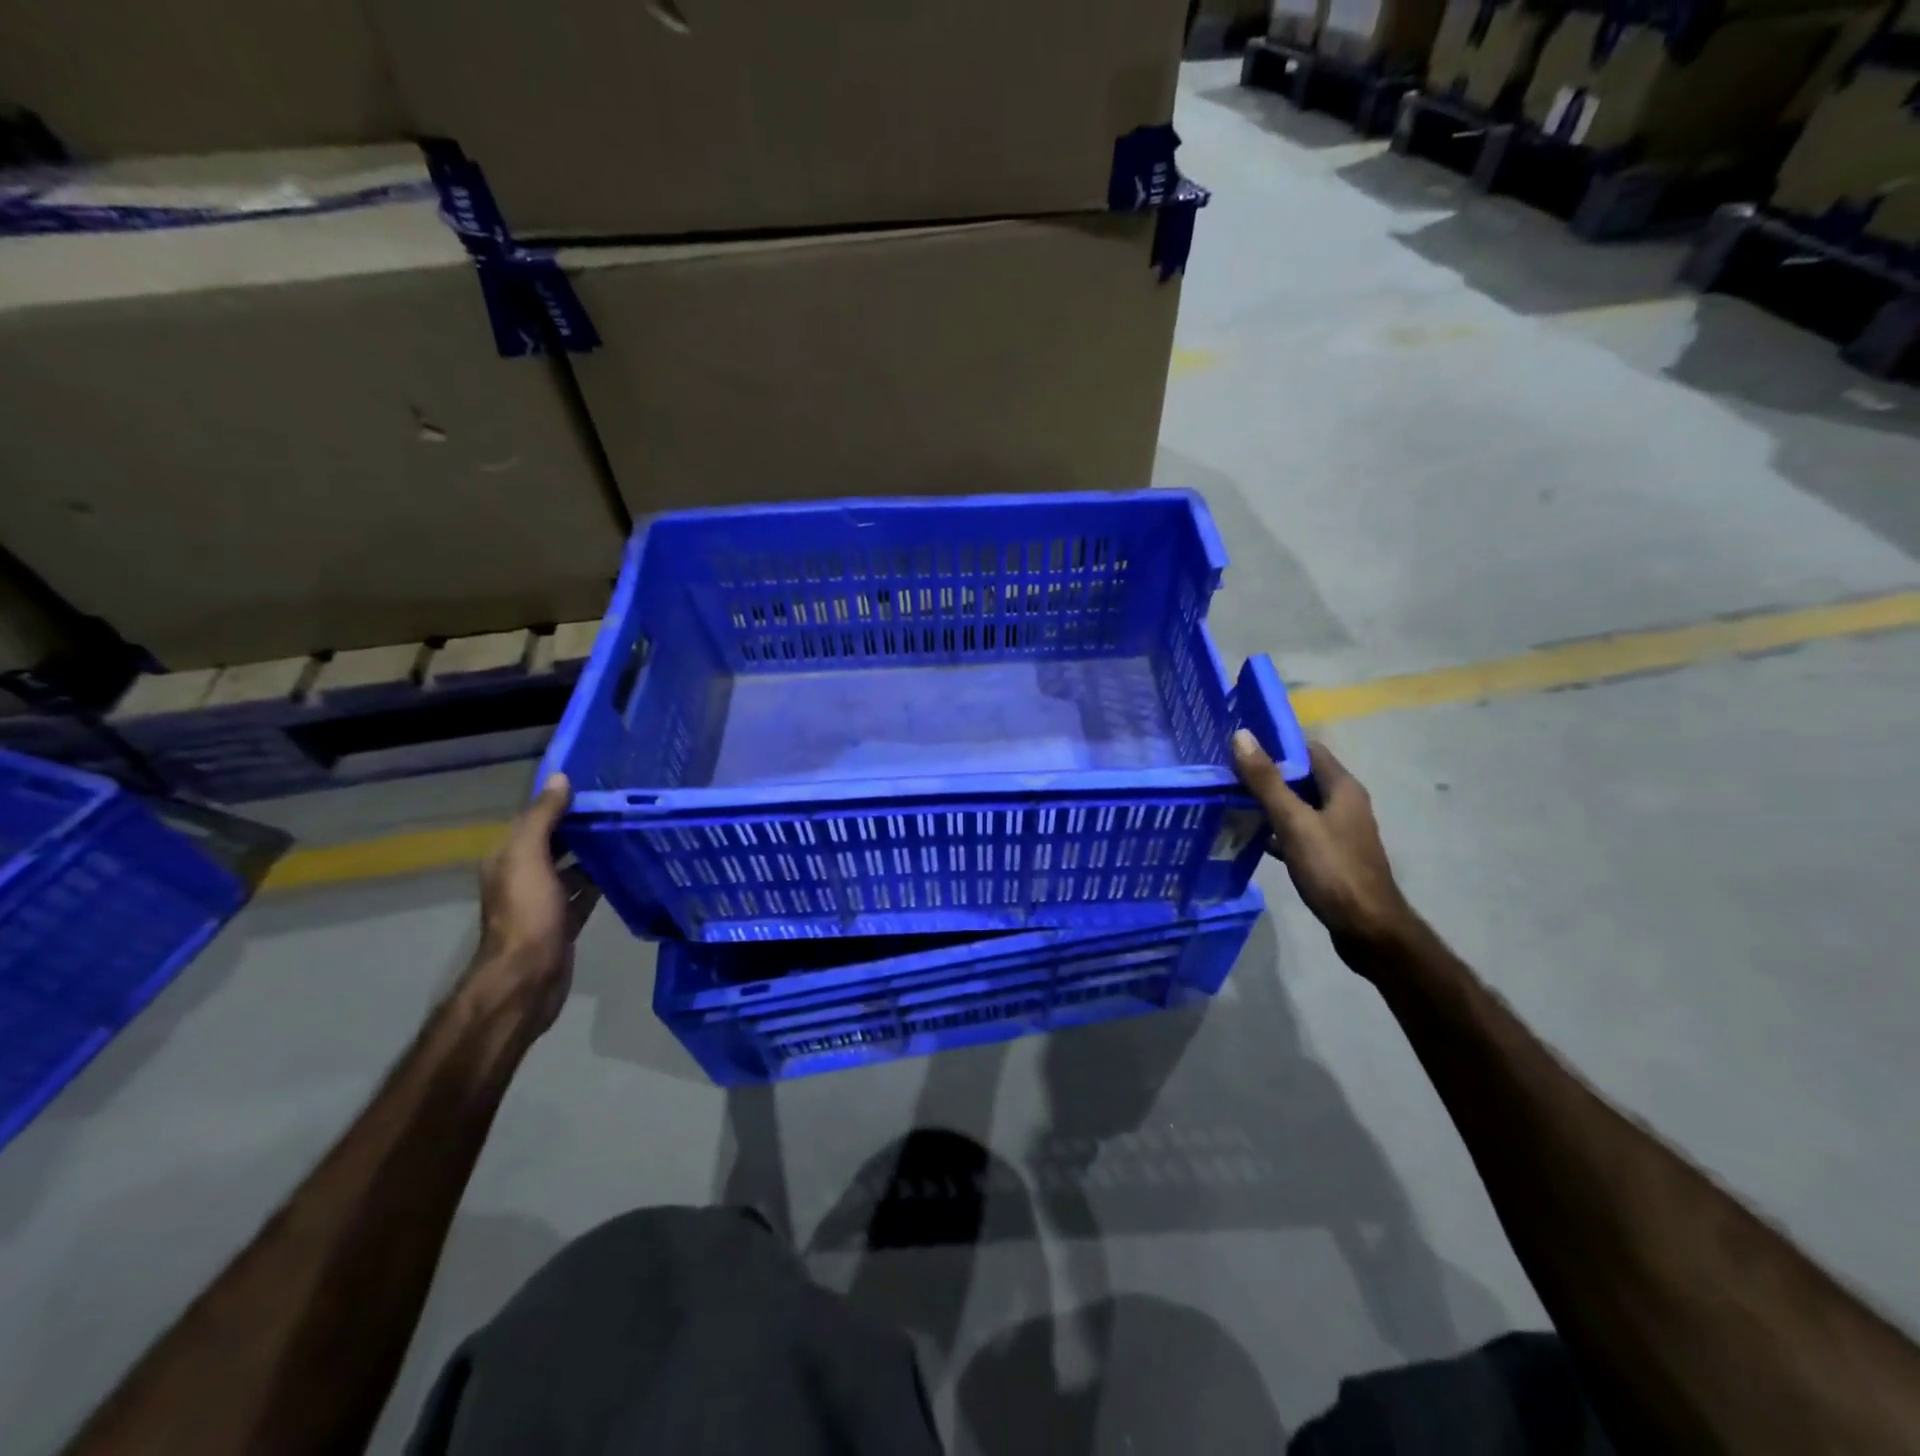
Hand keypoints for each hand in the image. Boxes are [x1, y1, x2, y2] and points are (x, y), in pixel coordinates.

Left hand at [472, 774, 600, 1037]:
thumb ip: (542, 818)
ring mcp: (543, 901)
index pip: (534, 818)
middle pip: (554, 842)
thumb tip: (560, 778)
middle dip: (580, 825)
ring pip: (571, 867)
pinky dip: (600, 881)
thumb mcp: (529, 859)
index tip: (597, 786)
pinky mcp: (563, 922)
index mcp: (508, 858)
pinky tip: (625, 871)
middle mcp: (522, 875)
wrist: (527, 978)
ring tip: (628, 834)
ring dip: (593, 853)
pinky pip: (584, 893)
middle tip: (621, 808)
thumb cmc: (527, 914)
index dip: (560, 801)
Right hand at [1231, 731, 1414, 962]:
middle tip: (1227, 773)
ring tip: (1231, 801)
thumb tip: (1241, 735)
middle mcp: (1344, 804)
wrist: (1367, 929)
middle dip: (1267, 774)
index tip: (1240, 747)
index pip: (1307, 750)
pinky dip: (1276, 830)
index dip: (1275, 744)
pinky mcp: (1330, 856)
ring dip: (1269, 803)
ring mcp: (1338, 832)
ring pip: (1298, 806)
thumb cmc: (1333, 870)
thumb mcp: (1294, 822)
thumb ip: (1267, 781)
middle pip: (1301, 777)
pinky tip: (1252, 838)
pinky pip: (1298, 832)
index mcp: (1342, 788)